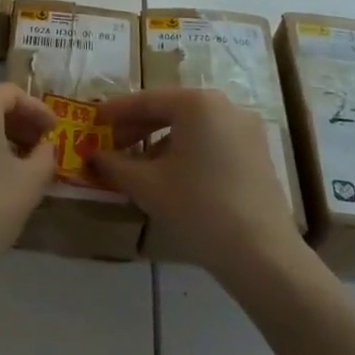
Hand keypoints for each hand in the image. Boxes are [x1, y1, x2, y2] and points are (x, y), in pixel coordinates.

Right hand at [91, 88, 311, 287]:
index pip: (146, 100)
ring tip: (138, 165)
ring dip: (161, 141)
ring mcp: (245, 129)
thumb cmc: (198, 207)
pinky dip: (187, 151)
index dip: (115, 111)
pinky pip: (211, 141)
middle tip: (111, 145)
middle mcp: (224, 105)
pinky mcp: (257, 153)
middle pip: (170, 110)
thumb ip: (114, 165)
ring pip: (192, 127)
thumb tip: (92, 156)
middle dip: (138, 127)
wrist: (262, 254)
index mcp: (197, 103)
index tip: (93, 120)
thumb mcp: (146, 185)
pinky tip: (171, 176)